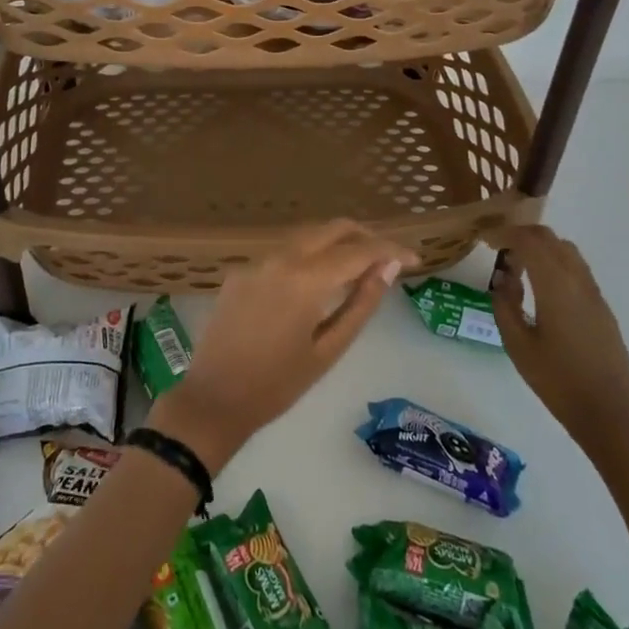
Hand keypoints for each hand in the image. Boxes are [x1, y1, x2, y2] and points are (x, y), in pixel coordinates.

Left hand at [150, 220, 413, 471]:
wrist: (213, 399)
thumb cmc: (277, 385)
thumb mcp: (329, 349)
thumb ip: (361, 303)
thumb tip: (388, 268)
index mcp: (305, 278)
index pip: (359, 250)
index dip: (390, 251)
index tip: (415, 259)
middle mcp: (280, 258)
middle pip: (331, 228)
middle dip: (365, 237)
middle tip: (389, 259)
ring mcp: (256, 261)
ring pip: (306, 236)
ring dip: (336, 243)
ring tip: (361, 267)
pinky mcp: (240, 271)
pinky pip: (283, 253)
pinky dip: (309, 256)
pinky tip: (319, 280)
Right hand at [487, 225, 628, 456]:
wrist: (611, 414)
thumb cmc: (558, 380)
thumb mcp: (518, 345)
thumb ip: (505, 305)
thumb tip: (504, 278)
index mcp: (556, 285)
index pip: (529, 241)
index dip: (505, 234)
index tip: (485, 240)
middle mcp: (578, 280)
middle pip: (550, 239)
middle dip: (522, 236)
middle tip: (498, 249)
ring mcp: (594, 293)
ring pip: (567, 251)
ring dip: (541, 248)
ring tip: (518, 266)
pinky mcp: (602, 308)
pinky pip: (576, 269)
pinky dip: (555, 263)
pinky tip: (541, 287)